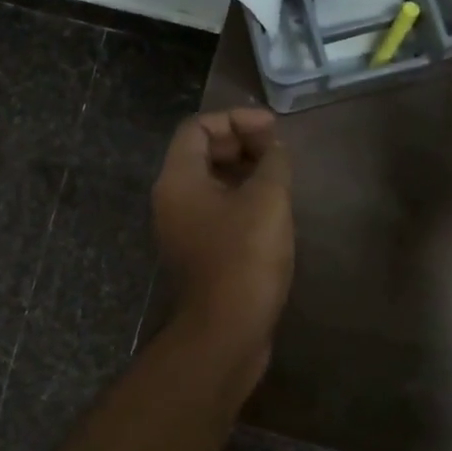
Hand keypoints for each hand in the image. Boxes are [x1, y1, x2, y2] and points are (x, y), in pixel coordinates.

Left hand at [153, 107, 294, 350]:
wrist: (227, 331)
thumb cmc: (245, 257)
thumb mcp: (267, 200)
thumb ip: (273, 161)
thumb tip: (274, 148)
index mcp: (178, 180)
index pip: (197, 127)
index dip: (236, 119)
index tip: (272, 130)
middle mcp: (172, 200)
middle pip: (201, 152)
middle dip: (240, 142)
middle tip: (277, 150)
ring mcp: (183, 228)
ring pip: (210, 182)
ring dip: (244, 170)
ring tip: (279, 175)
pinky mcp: (199, 251)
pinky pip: (216, 209)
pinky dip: (241, 198)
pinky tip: (272, 208)